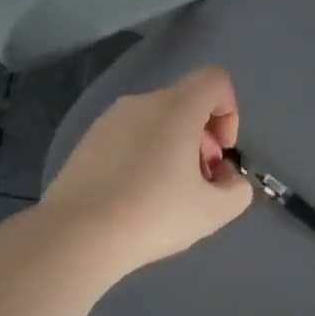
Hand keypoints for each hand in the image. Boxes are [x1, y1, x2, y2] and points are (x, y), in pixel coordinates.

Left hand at [43, 66, 252, 275]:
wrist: (77, 235)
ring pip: (156, 120)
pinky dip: (143, 155)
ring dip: (172, 147)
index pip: (215, 80)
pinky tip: (133, 197)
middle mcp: (142, 102)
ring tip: (164, 194)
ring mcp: (109, 119)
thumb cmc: (153, 214)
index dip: (229, 112)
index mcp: (177, 108)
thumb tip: (225, 178)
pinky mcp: (87, 140)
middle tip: (196, 182)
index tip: (220, 153)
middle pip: (186, 103)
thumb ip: (237, 189)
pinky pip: (129, 136)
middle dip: (201, 138)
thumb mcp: (214, 211)